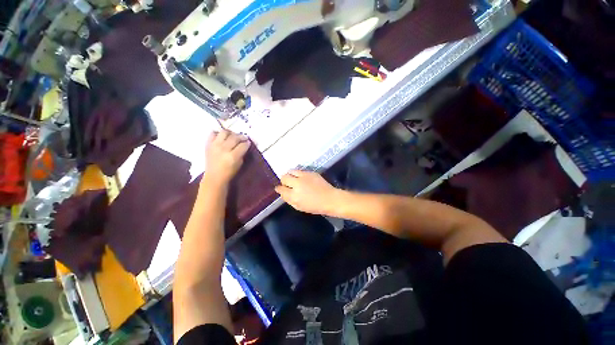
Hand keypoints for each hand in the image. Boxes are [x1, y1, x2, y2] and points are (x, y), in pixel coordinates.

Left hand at [204, 130, 249, 185]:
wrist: (214, 177)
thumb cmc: (229, 172)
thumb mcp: (240, 164)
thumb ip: (242, 153)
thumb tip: (245, 145)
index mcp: (233, 156)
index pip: (243, 145)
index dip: (247, 143)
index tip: (249, 142)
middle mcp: (223, 149)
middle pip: (235, 137)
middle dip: (241, 136)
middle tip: (244, 138)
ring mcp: (214, 145)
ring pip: (224, 132)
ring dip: (231, 133)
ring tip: (233, 136)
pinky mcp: (208, 144)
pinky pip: (213, 133)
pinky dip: (218, 133)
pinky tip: (222, 137)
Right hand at [275, 170, 342, 214]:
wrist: (330, 199)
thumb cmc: (314, 206)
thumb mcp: (299, 207)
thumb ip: (289, 199)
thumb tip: (283, 192)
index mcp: (294, 195)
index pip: (281, 189)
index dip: (279, 189)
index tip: (280, 189)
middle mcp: (297, 184)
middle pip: (284, 177)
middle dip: (283, 181)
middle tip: (287, 184)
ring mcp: (304, 176)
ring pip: (291, 171)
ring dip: (290, 175)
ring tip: (293, 178)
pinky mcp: (310, 172)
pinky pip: (300, 171)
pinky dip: (298, 174)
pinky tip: (302, 178)